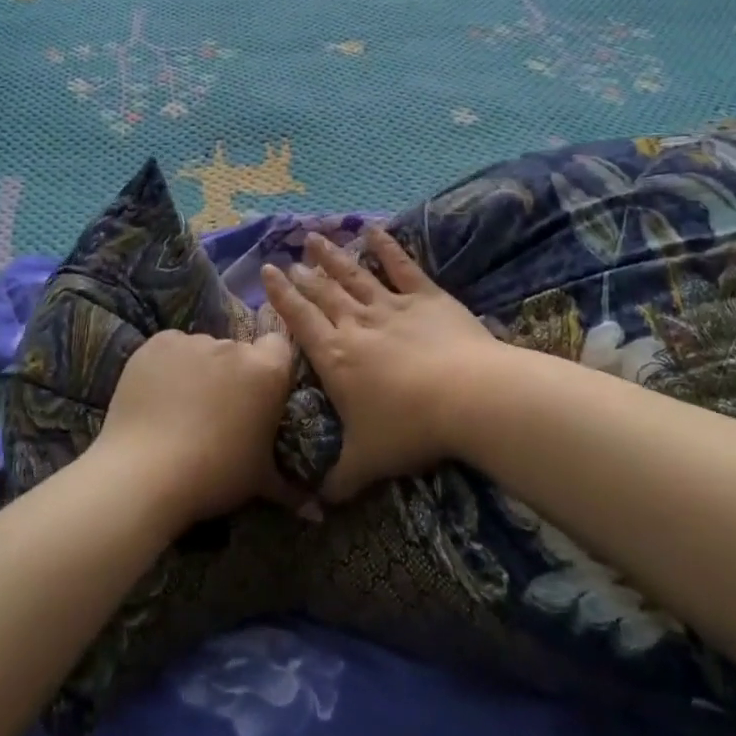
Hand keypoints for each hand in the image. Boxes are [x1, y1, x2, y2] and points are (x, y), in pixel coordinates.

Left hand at [89, 328, 296, 530]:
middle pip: (238, 350)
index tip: (259, 394)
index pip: (279, 347)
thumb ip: (290, 485)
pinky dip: (168, 365)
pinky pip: (171, 349)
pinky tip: (158, 395)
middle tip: (218, 409)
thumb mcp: (260, 481)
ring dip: (199, 369)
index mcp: (267, 371)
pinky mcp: (156, 343)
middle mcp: (233, 346)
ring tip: (181, 406)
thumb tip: (316, 510)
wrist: (144, 473)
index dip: (271, 368)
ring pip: (203, 350)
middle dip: (233, 373)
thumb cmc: (214, 475)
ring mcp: (192, 341)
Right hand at [261, 227, 512, 500]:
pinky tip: (374, 230)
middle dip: (304, 274)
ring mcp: (392, 307)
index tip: (267, 272)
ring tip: (315, 236)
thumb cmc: (409, 428)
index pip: (300, 320)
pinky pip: (402, 267)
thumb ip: (339, 480)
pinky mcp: (427, 298)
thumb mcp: (367, 462)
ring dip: (334, 256)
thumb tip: (317, 506)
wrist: (468, 398)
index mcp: (336, 357)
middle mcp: (357, 324)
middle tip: (288, 255)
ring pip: (354, 276)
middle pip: (323, 293)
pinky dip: (387, 248)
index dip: (281, 296)